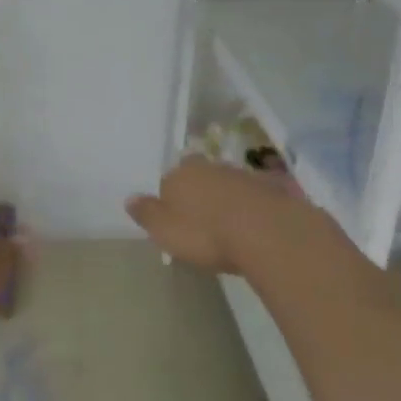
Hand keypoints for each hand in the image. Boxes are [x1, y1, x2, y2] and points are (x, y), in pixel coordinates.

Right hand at [125, 156, 323, 274]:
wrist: (268, 233)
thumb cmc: (206, 233)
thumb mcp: (165, 230)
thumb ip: (146, 214)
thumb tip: (129, 198)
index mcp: (180, 174)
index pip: (168, 179)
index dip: (170, 197)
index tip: (175, 217)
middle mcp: (210, 167)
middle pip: (199, 176)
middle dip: (199, 192)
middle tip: (200, 219)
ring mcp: (243, 175)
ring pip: (227, 184)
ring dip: (225, 199)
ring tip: (227, 226)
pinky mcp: (271, 189)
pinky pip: (253, 196)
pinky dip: (250, 207)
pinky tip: (252, 227)